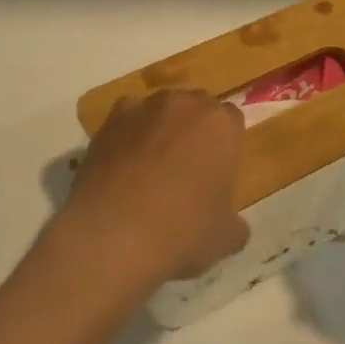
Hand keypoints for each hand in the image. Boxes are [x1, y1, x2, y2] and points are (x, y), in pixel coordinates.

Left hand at [60, 90, 249, 288]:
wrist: (113, 234)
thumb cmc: (182, 232)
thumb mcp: (225, 239)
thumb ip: (234, 223)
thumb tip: (233, 224)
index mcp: (221, 125)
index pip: (232, 121)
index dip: (226, 145)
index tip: (218, 171)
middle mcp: (185, 104)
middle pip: (196, 107)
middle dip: (195, 130)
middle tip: (188, 168)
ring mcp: (144, 108)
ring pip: (160, 110)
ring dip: (161, 128)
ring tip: (151, 168)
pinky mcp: (110, 120)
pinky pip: (127, 121)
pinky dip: (128, 136)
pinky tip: (123, 166)